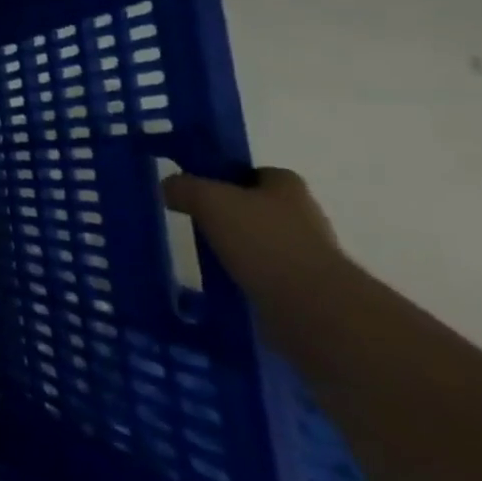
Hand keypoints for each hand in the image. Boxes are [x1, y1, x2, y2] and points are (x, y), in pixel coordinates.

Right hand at [163, 166, 339, 292]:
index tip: (203, 189)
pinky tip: (220, 279)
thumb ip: (184, 187)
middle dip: (233, 214)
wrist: (312, 307)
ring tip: (203, 253)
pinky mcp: (303, 289)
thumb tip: (169, 187)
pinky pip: (264, 274)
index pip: (261, 173)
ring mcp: (307, 256)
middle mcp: (305, 217)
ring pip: (262, 242)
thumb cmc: (263, 240)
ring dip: (238, 247)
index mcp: (289, 189)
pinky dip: (243, 275)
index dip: (232, 177)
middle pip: (261, 208)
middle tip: (196, 220)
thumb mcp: (209, 200)